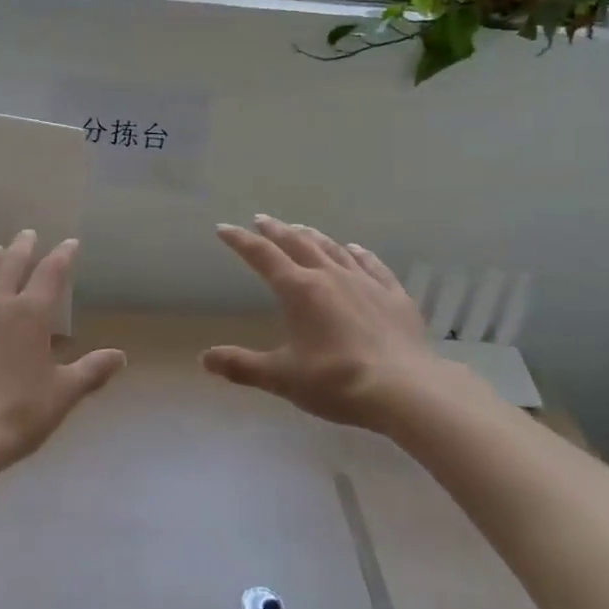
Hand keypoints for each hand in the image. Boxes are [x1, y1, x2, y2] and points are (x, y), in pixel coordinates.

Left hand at [0, 231, 125, 474]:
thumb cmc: (16, 415)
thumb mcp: (62, 395)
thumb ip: (91, 371)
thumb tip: (121, 357)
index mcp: (30, 314)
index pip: (51, 273)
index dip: (63, 255)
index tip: (70, 244)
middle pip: (11, 263)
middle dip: (23, 246)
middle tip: (28, 235)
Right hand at [203, 216, 466, 432]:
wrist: (404, 389)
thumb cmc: (336, 382)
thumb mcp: (283, 378)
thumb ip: (243, 366)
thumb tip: (204, 358)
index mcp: (299, 290)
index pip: (262, 256)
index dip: (241, 241)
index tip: (225, 228)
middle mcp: (330, 276)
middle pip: (297, 244)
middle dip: (276, 230)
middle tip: (261, 219)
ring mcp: (365, 282)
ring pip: (333, 249)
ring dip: (313, 236)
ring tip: (301, 229)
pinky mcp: (393, 295)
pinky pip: (372, 265)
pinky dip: (358, 253)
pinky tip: (355, 249)